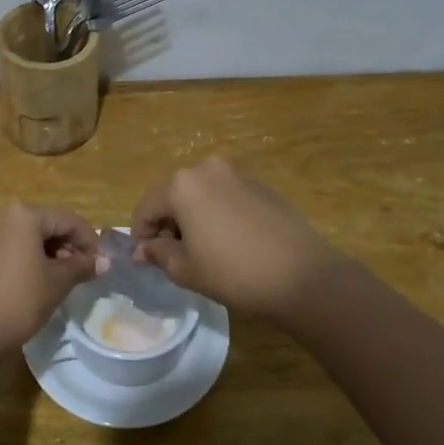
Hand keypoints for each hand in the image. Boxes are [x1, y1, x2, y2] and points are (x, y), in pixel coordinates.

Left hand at [0, 203, 100, 352]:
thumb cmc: (19, 300)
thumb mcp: (57, 282)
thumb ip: (82, 266)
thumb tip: (104, 261)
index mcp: (23, 214)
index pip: (67, 220)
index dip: (89, 240)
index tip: (102, 263)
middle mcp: (1, 214)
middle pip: (46, 223)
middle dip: (68, 245)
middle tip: (84, 270)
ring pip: (27, 234)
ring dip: (49, 251)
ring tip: (64, 277)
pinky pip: (11, 245)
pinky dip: (28, 256)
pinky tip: (38, 278)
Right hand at [130, 156, 344, 319]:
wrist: (303, 275)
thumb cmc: (234, 272)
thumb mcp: (186, 269)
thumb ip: (158, 253)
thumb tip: (143, 250)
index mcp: (182, 185)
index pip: (146, 207)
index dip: (141, 234)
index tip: (144, 260)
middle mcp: (207, 169)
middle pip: (173, 195)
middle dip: (167, 223)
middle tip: (172, 256)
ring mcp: (237, 174)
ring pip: (200, 194)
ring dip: (192, 218)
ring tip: (201, 250)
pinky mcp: (260, 186)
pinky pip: (225, 196)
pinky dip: (216, 214)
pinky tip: (228, 243)